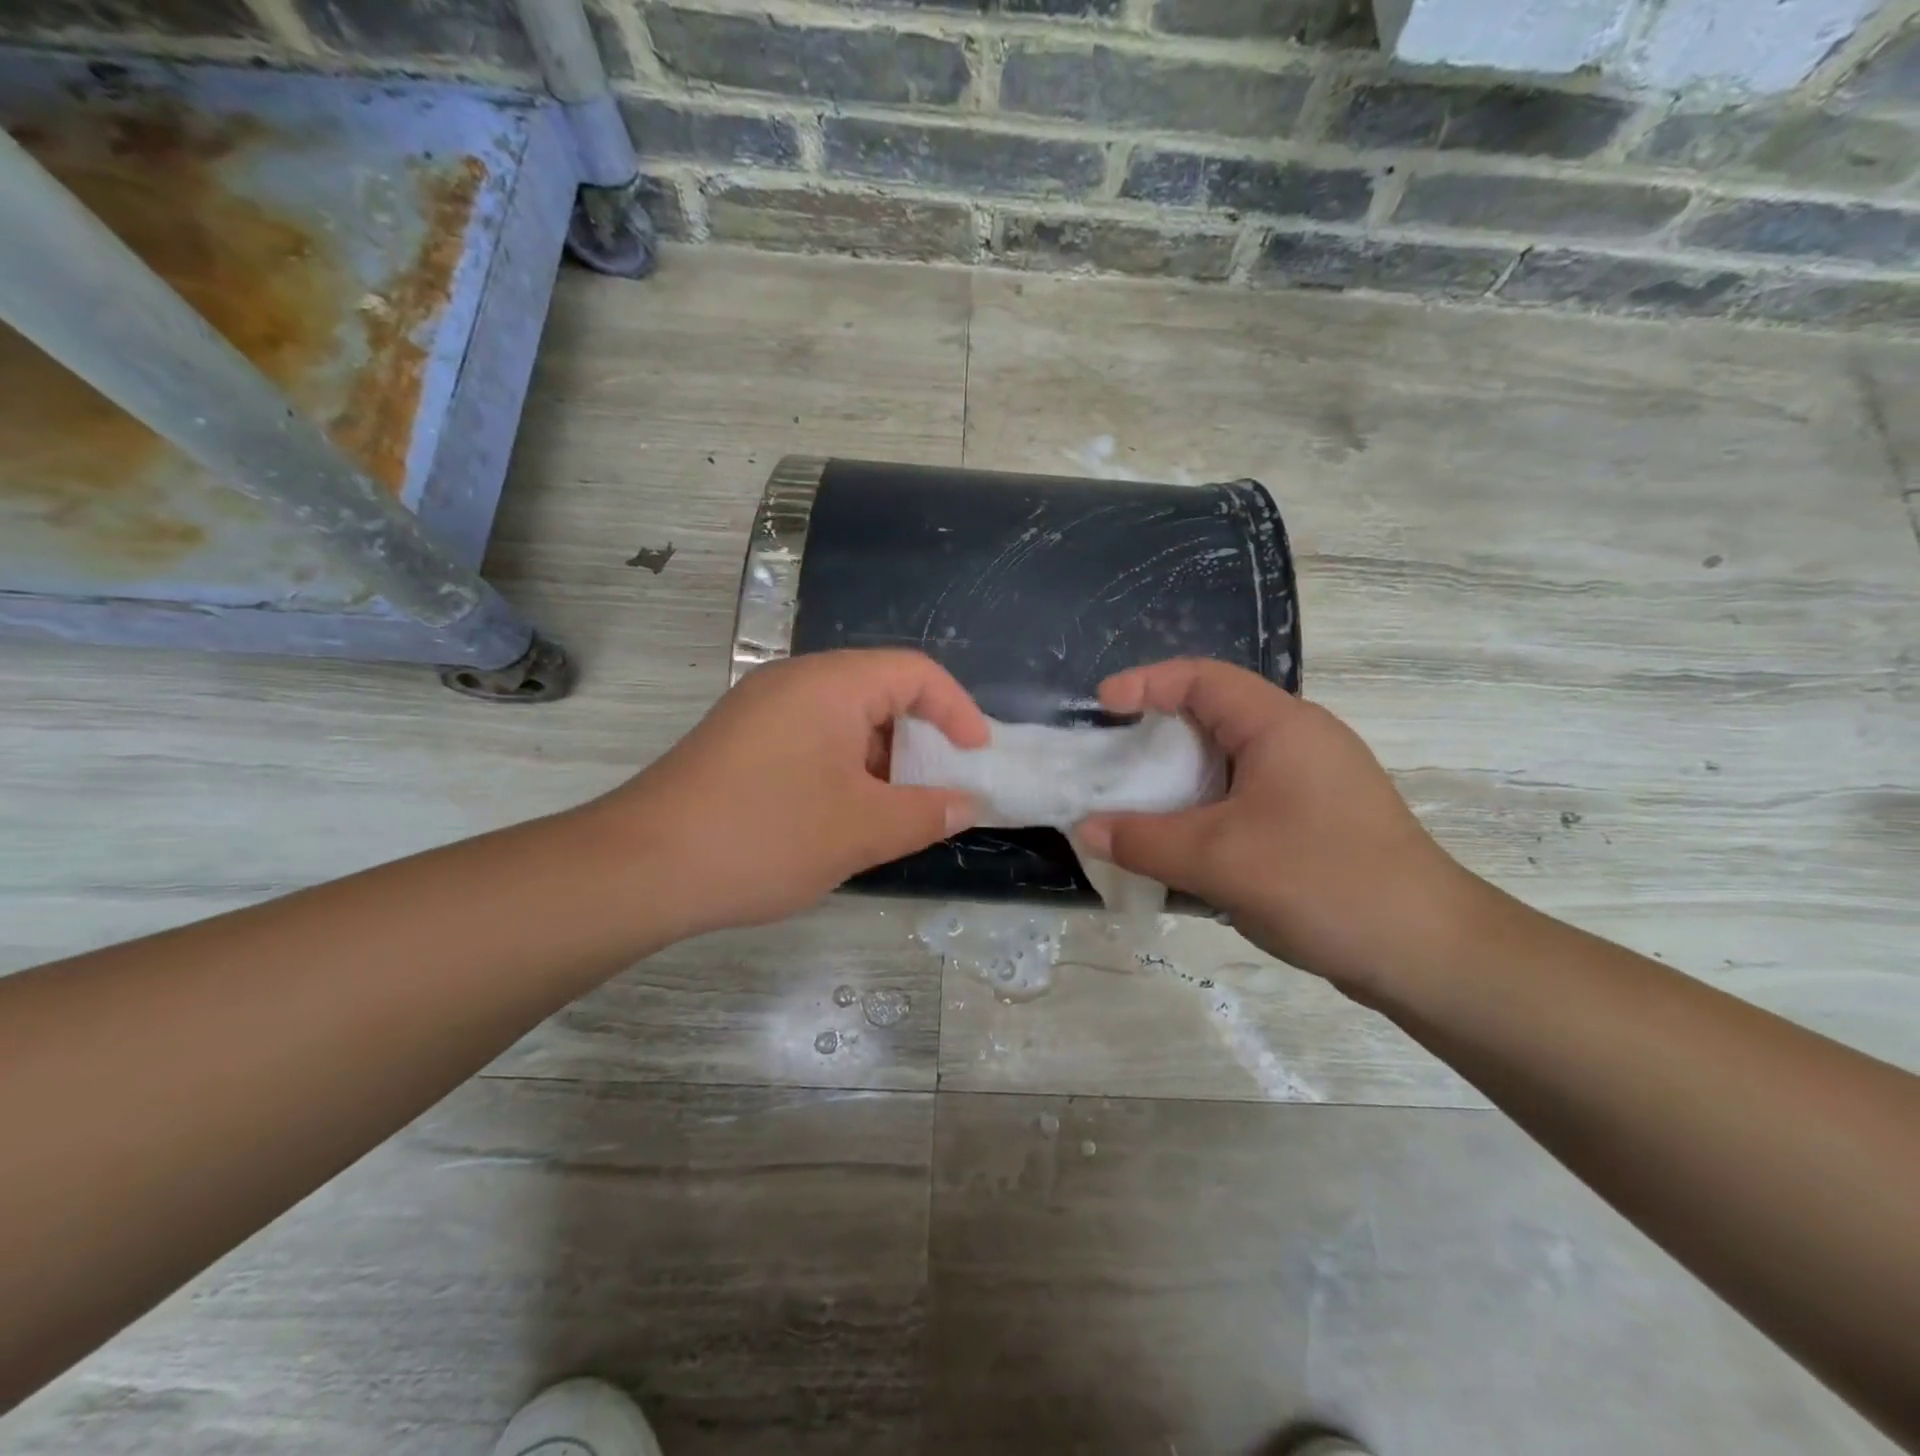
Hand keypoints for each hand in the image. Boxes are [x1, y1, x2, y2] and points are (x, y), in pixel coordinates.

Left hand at [595, 650, 986, 937]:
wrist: (641, 867)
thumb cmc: (766, 836)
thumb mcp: (862, 830)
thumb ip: (927, 813)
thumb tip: (966, 804)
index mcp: (830, 684)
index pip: (915, 671)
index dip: (957, 709)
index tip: (977, 755)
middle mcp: (794, 681)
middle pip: (879, 691)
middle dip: (920, 739)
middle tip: (941, 788)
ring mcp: (761, 710)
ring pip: (843, 720)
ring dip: (881, 760)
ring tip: (896, 811)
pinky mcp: (739, 741)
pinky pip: (811, 739)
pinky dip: (843, 768)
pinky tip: (843, 817)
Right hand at [1075, 659, 1485, 995]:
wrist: (1429, 953)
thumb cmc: (1322, 882)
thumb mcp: (1218, 860)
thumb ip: (1144, 841)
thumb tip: (1086, 829)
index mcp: (1280, 726)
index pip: (1202, 678)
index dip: (1146, 682)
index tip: (1101, 706)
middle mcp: (1300, 740)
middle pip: (1214, 716)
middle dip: (1156, 733)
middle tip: (1112, 760)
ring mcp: (1313, 781)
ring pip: (1229, 761)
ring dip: (1181, 778)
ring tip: (1137, 803)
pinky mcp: (1317, 819)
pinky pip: (1246, 796)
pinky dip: (1206, 808)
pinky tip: (1185, 844)